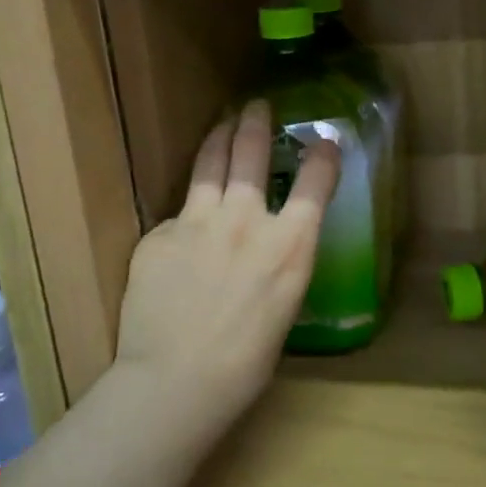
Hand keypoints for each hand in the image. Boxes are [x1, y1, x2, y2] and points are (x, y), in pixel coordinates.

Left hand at [113, 100, 338, 431]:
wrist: (177, 380)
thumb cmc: (245, 361)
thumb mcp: (284, 305)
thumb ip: (278, 261)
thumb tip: (264, 244)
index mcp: (289, 245)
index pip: (316, 182)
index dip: (324, 155)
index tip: (326, 141)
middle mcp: (247, 220)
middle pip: (252, 153)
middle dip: (256, 122)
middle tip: (256, 106)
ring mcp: (198, 222)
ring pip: (209, 164)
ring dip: (219, 138)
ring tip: (222, 124)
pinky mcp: (159, 234)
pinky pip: (177, 218)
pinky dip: (185, 220)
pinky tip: (182, 241)